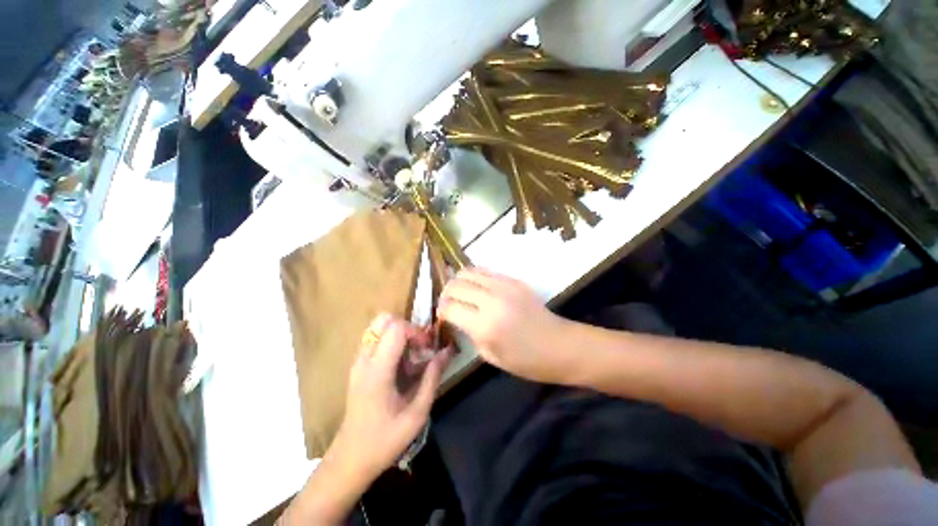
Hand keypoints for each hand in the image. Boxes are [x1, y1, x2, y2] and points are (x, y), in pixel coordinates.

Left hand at [330, 313, 448, 481]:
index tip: (427, 348)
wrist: (350, 459)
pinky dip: (391, 340)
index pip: (396, 328)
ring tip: (411, 353)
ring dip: (399, 332)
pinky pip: (375, 338)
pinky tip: (400, 362)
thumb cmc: (385, 440)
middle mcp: (364, 359)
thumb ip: (432, 377)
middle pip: (384, 319)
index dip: (416, 331)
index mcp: (378, 371)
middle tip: (419, 346)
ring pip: (378, 326)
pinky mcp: (358, 365)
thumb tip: (447, 351)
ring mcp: (358, 361)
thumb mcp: (417, 413)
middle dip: (407, 326)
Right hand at [438, 268, 573, 383]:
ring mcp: (504, 286)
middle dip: (446, 294)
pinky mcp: (514, 280)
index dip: (441, 311)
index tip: (442, 316)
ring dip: (458, 281)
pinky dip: (475, 277)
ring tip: (460, 293)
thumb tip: (457, 317)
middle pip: (455, 285)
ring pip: (468, 271)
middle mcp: (491, 300)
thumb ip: (469, 333)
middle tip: (448, 304)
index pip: (449, 308)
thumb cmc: (526, 361)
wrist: (561, 346)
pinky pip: (485, 271)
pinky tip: (477, 288)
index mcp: (484, 326)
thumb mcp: (490, 355)